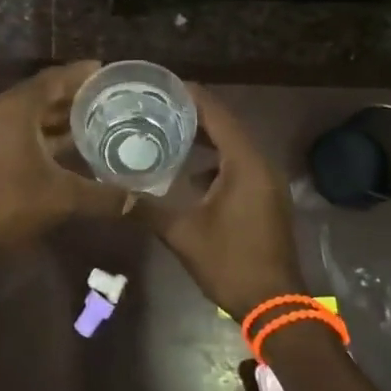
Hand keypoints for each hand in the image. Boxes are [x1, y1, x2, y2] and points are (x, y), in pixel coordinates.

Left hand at [0, 62, 131, 244]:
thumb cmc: (9, 204)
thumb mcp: (62, 197)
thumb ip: (102, 195)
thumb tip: (137, 200)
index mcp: (15, 108)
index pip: (53, 79)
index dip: (80, 74)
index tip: (106, 72)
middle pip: (40, 94)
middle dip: (72, 96)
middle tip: (106, 97)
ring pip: (27, 114)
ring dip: (56, 117)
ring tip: (92, 119)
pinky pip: (17, 130)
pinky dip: (41, 133)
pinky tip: (65, 147)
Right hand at [144, 85, 304, 318]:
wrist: (275, 305)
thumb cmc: (231, 262)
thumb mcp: (183, 234)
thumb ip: (148, 209)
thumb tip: (115, 193)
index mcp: (245, 164)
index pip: (218, 115)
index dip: (192, 97)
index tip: (164, 85)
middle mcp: (261, 164)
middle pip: (228, 126)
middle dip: (196, 115)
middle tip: (160, 106)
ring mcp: (268, 183)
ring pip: (235, 147)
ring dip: (207, 138)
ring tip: (171, 132)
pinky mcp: (267, 198)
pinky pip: (240, 165)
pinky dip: (217, 160)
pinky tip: (191, 173)